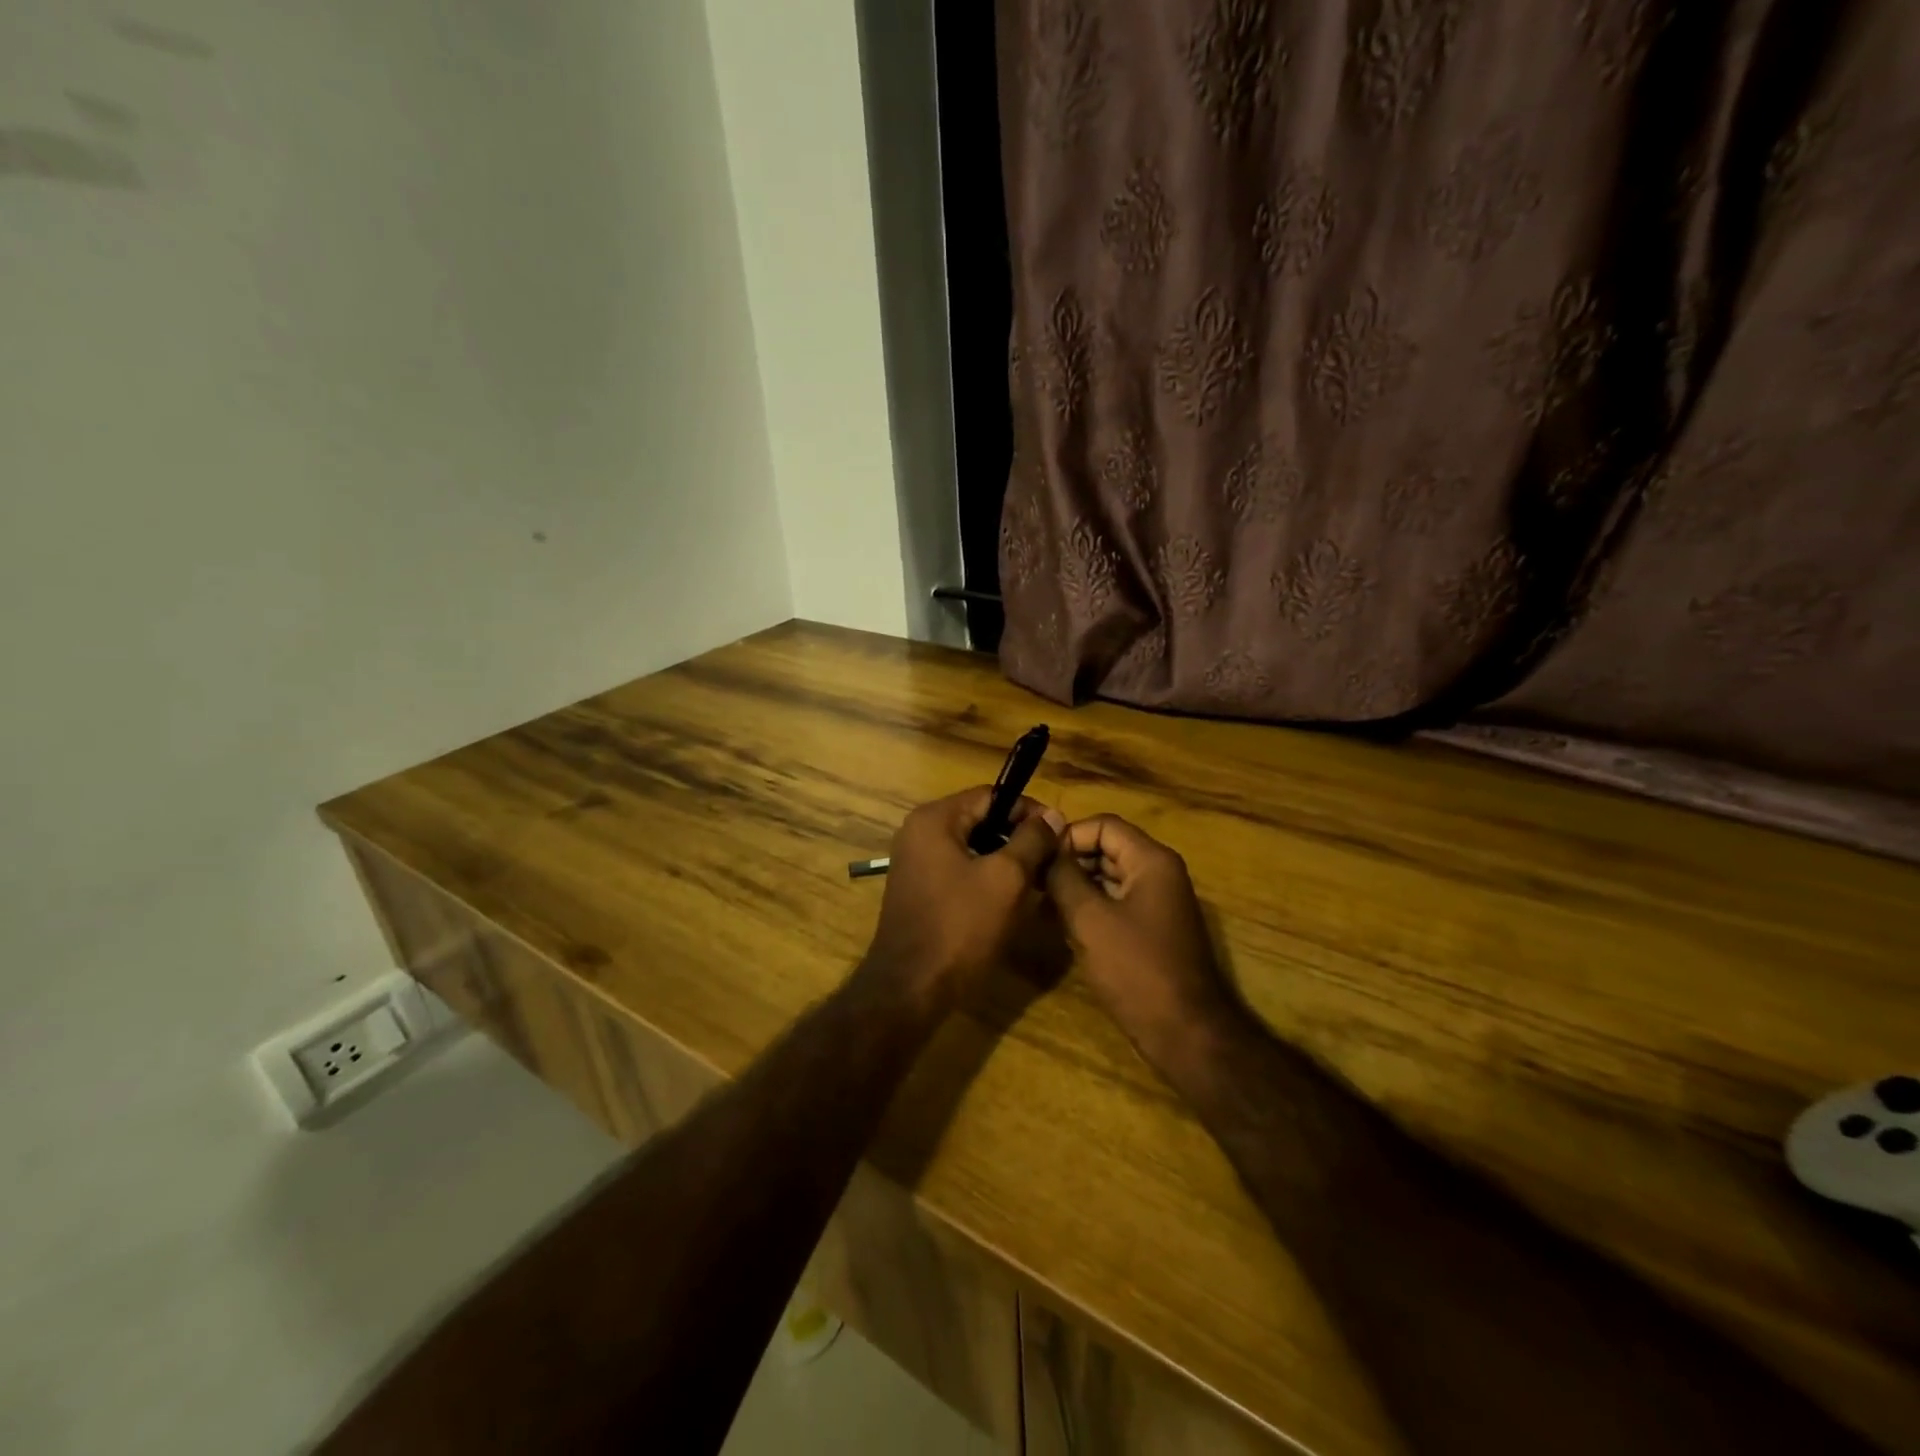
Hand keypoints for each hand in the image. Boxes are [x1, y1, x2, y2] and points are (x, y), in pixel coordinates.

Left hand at [862, 789, 1064, 1012]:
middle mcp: (918, 832)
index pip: (991, 796)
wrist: (911, 988)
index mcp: (934, 819)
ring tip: (1036, 880)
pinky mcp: (919, 889)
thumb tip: (1053, 816)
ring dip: (1004, 859)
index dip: (1028, 810)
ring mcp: (915, 862)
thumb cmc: (960, 927)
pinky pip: (959, 869)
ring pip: (972, 847)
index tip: (1059, 833)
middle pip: (980, 820)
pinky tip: (1008, 900)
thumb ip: (1032, 840)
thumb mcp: (1006, 879)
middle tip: (1051, 859)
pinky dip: (985, 877)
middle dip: (1018, 836)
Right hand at [1046, 815, 1240, 1071]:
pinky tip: (1062, 923)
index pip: (1104, 825)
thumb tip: (1045, 849)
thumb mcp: (1090, 919)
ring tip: (1041, 902)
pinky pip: (1116, 901)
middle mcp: (1159, 873)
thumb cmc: (1136, 969)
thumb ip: (1064, 877)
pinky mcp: (1152, 928)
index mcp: (1151, 860)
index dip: (1068, 836)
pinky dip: (1090, 905)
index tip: (1038, 859)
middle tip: (1034, 881)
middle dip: (1070, 860)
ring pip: (1109, 876)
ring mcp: (1158, 902)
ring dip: (1076, 884)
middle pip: (1107, 847)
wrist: (1184, 1032)